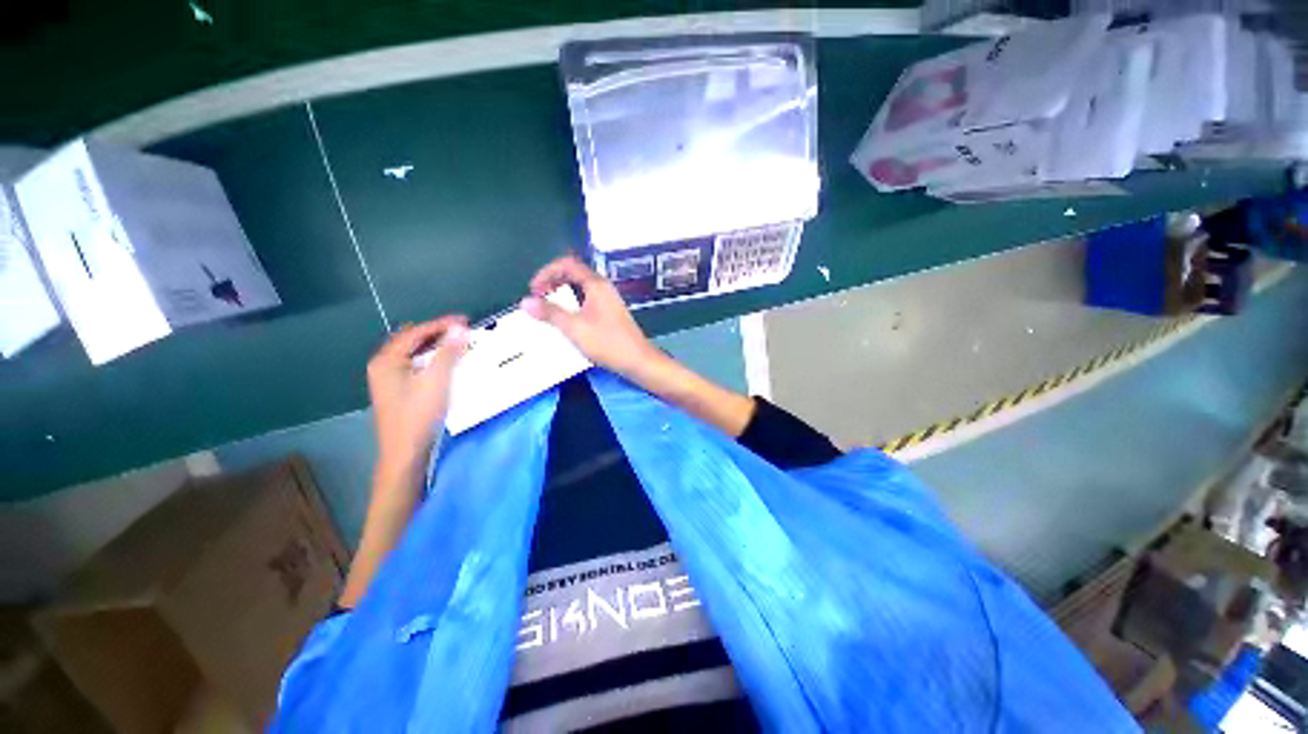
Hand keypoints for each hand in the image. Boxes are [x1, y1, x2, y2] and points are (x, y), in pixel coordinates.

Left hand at [367, 316, 469, 476]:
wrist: (404, 452)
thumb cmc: (418, 416)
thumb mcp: (436, 381)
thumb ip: (448, 353)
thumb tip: (460, 329)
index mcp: (387, 360)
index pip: (415, 332)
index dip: (441, 324)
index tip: (465, 320)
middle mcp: (383, 365)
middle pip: (411, 340)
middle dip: (437, 333)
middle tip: (462, 331)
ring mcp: (388, 379)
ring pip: (413, 353)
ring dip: (435, 346)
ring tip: (458, 344)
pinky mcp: (397, 390)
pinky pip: (415, 365)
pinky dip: (431, 359)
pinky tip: (446, 364)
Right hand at [521, 256, 658, 375]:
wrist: (637, 360)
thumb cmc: (607, 342)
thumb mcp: (574, 328)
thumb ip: (550, 313)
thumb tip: (525, 301)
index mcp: (596, 284)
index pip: (567, 264)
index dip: (546, 272)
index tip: (534, 290)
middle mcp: (603, 288)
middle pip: (573, 273)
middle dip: (552, 281)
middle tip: (538, 297)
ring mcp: (608, 300)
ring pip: (579, 288)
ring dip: (561, 294)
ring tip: (548, 309)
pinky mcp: (609, 313)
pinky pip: (586, 300)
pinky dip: (572, 304)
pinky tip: (566, 320)